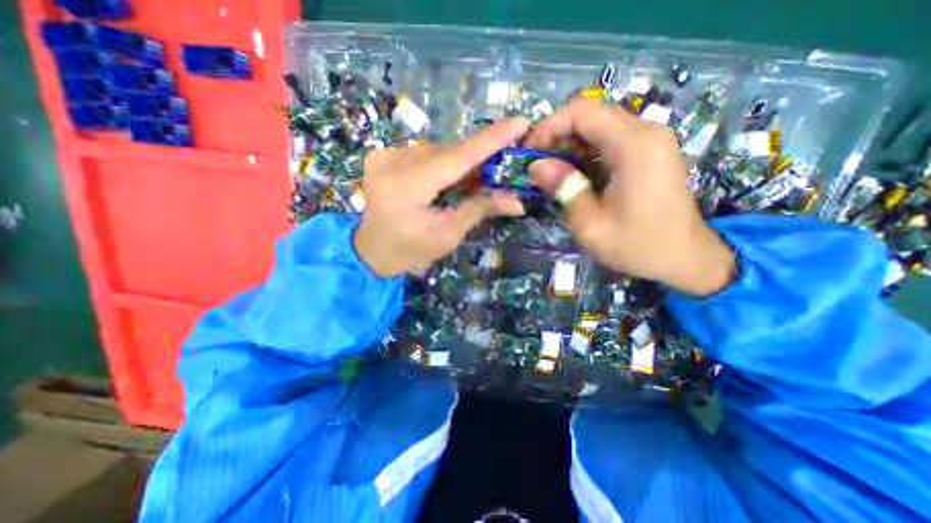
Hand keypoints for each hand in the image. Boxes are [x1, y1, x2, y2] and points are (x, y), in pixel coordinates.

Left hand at [354, 118, 530, 278]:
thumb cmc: (411, 251)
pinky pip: (425, 154)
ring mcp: (384, 155)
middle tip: (508, 157)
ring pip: (438, 151)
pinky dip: (445, 163)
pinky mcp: (383, 156)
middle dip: (480, 156)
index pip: (456, 157)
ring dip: (463, 161)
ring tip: (484, 173)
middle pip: (448, 152)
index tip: (520, 122)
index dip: (490, 140)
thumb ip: (480, 209)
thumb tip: (517, 201)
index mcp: (406, 186)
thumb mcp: (448, 234)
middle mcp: (392, 161)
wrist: (372, 252)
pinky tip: (456, 175)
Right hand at [523, 95, 734, 292]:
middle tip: (538, 164)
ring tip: (552, 172)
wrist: (684, 257)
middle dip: (558, 136)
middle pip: (591, 116)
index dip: (550, 126)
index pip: (583, 112)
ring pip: (599, 127)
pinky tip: (575, 176)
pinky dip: (586, 153)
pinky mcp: (649, 152)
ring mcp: (651, 140)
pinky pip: (610, 141)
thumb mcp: (590, 224)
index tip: (530, 151)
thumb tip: (535, 166)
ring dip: (571, 145)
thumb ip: (563, 190)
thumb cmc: (637, 245)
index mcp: (634, 145)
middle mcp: (646, 132)